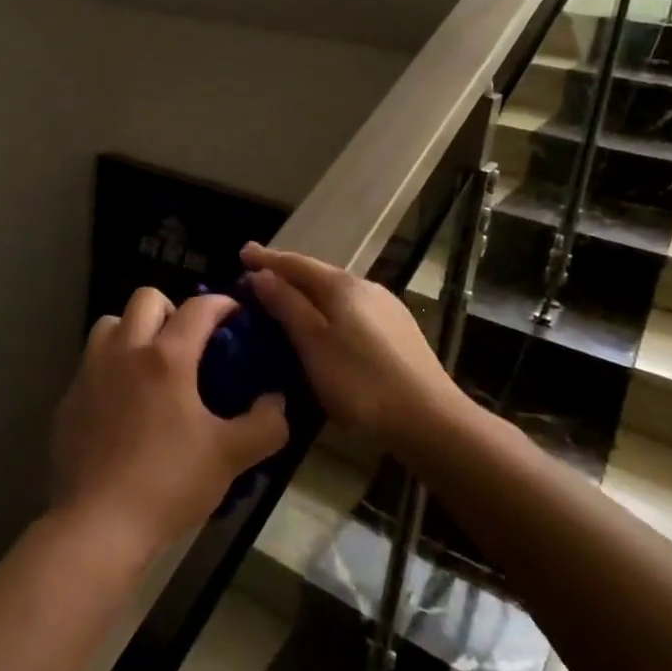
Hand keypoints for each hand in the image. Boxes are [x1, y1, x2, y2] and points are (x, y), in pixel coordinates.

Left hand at [52, 288, 289, 554]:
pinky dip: (110, 368)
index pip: (198, 307)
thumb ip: (265, 425)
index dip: (222, 303)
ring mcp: (89, 373)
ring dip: (133, 331)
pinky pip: (90, 364)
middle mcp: (124, 352)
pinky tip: (122, 405)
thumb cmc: (169, 483)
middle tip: (189, 342)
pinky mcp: (68, 399)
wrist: (99, 524)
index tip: (235, 315)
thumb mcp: (230, 457)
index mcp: (166, 357)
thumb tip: (277, 401)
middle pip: (145, 299)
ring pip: (110, 324)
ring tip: (150, 365)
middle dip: (172, 309)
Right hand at [241, 243, 457, 449]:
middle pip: (317, 274)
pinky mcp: (399, 329)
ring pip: (336, 292)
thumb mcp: (313, 343)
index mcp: (341, 286)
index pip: (295, 263)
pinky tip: (326, 325)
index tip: (242, 252)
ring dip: (308, 293)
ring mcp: (386, 307)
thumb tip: (261, 275)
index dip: (266, 258)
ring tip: (287, 301)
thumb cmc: (360, 382)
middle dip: (286, 274)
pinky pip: (351, 308)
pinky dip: (328, 309)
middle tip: (258, 277)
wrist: (429, 417)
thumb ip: (286, 305)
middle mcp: (365, 286)